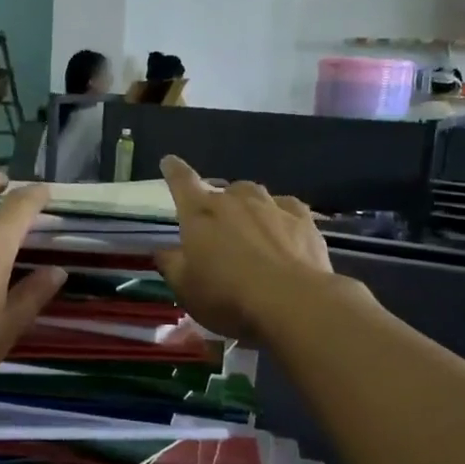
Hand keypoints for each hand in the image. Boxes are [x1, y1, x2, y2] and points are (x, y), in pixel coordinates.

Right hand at [153, 155, 334, 340]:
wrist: (293, 301)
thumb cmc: (228, 296)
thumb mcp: (185, 288)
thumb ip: (170, 264)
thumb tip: (162, 250)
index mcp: (199, 213)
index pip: (181, 182)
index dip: (173, 171)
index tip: (169, 161)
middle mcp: (234, 200)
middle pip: (220, 192)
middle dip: (214, 204)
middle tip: (215, 228)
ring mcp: (271, 205)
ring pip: (253, 195)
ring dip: (247, 207)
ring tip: (249, 228)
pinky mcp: (302, 218)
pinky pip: (284, 207)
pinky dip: (278, 215)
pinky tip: (281, 229)